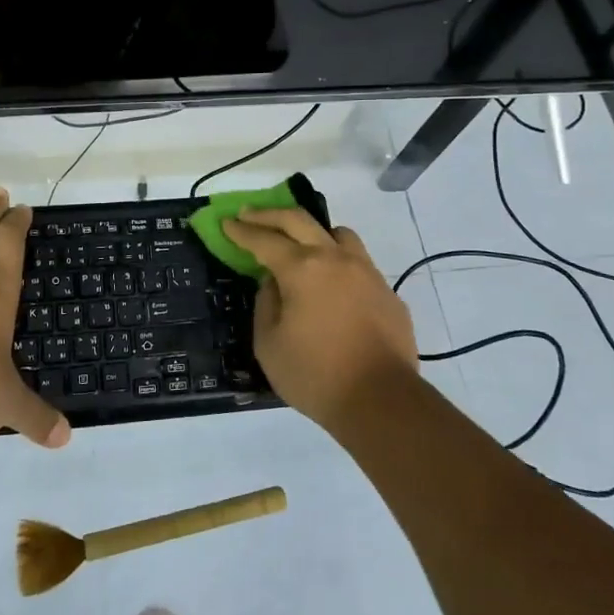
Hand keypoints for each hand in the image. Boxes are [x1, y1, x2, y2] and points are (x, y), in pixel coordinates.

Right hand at [221, 208, 418, 429]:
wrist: (382, 401)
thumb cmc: (316, 376)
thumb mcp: (269, 345)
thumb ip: (266, 305)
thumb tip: (274, 283)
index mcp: (302, 269)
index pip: (264, 240)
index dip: (242, 230)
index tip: (227, 221)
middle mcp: (335, 259)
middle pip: (299, 220)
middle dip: (269, 214)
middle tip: (249, 214)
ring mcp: (366, 271)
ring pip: (337, 233)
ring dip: (312, 231)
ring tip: (300, 244)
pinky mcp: (386, 291)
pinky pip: (358, 262)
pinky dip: (338, 261)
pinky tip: (332, 284)